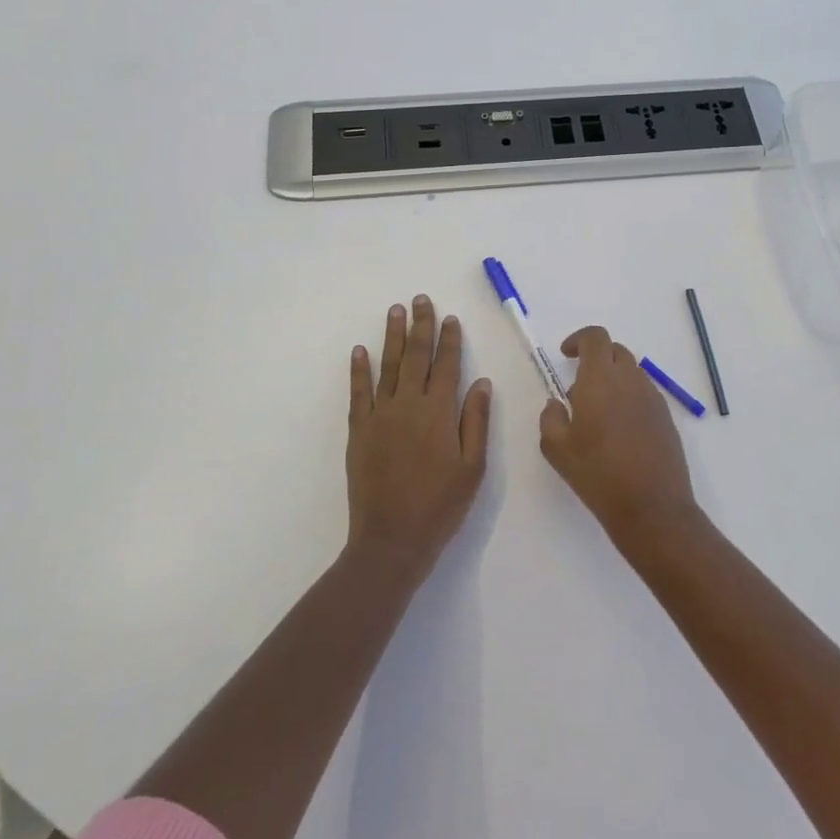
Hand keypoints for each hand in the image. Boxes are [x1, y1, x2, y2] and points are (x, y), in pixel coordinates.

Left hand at [346, 295, 491, 576]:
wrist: (392, 539)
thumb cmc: (440, 505)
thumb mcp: (473, 468)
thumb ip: (475, 421)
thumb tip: (480, 382)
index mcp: (439, 413)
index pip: (447, 366)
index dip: (449, 340)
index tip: (450, 317)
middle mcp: (409, 405)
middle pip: (416, 356)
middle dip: (420, 326)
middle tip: (420, 299)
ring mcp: (380, 415)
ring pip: (387, 366)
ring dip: (391, 336)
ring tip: (395, 311)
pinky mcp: (359, 430)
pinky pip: (359, 392)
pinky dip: (359, 369)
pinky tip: (359, 350)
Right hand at [539, 325, 697, 548]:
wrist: (651, 507)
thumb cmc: (597, 474)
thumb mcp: (556, 448)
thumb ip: (550, 417)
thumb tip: (557, 404)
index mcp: (601, 379)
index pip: (595, 337)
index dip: (579, 339)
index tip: (565, 355)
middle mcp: (630, 380)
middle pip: (615, 351)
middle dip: (595, 359)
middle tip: (578, 388)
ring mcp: (653, 398)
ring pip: (631, 373)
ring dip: (613, 380)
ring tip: (598, 416)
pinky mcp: (666, 418)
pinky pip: (644, 394)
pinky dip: (628, 399)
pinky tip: (619, 432)